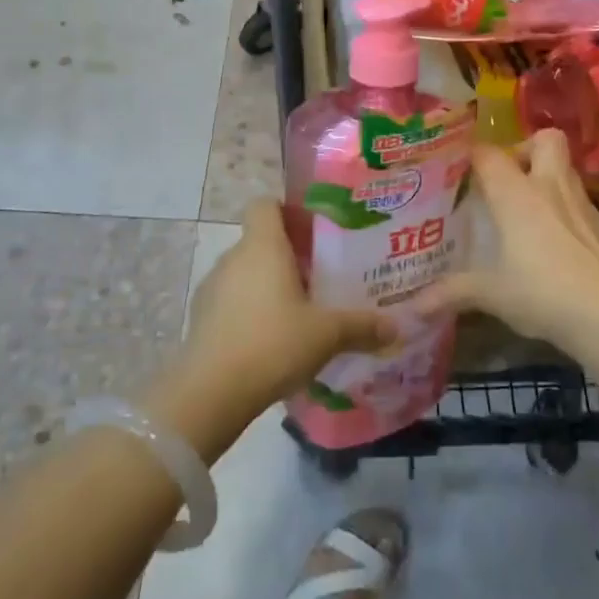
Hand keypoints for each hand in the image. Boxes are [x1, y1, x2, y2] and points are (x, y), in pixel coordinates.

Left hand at [182, 199, 396, 409]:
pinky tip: (272, 340)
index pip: (266, 204)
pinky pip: (232, 302)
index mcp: (263, 246)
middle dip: (289, 255)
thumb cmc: (272, 344)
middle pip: (260, 241)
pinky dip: (250, 311)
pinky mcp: (201, 319)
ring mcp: (212, 288)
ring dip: (269, 285)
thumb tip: (398, 327)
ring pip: (246, 273)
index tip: (314, 231)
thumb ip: (362, 327)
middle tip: (321, 276)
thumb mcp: (327, 334)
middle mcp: (233, 258)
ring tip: (299, 312)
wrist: (209, 393)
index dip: (288, 211)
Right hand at [421, 130, 598, 344]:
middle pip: (546, 139)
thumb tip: (412, 308)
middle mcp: (549, 186)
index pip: (489, 154)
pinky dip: (564, 206)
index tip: (458, 166)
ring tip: (527, 205)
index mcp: (516, 193)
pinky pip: (577, 199)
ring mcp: (580, 202)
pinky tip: (553, 235)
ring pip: (565, 167)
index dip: (472, 154)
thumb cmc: (541, 291)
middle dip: (526, 148)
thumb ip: (452, 293)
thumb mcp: (491, 294)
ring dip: (547, 176)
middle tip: (507, 177)